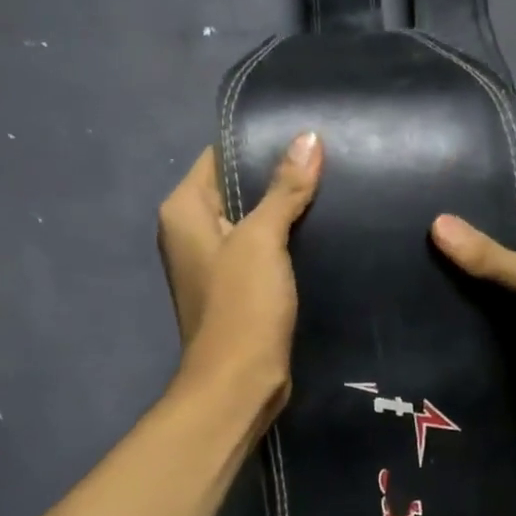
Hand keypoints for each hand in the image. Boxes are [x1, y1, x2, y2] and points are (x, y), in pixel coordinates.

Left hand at [157, 132, 321, 416]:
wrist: (239, 382)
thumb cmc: (242, 305)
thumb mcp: (263, 239)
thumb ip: (284, 188)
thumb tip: (308, 137)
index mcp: (184, 210)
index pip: (220, 156)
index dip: (259, 143)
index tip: (304, 133)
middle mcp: (191, 230)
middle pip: (237, 187)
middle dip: (278, 175)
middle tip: (327, 158)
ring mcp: (214, 260)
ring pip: (253, 218)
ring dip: (285, 207)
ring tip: (331, 185)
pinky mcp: (236, 285)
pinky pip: (261, 247)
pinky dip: (286, 237)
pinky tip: (321, 226)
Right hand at [432, 167, 515, 452]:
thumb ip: (488, 253)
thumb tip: (437, 224)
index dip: (494, 175)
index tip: (445, 174)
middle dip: (478, 215)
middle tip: (425, 208)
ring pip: (511, 251)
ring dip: (478, 251)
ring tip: (425, 237)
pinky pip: (509, 282)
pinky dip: (484, 281)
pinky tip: (444, 275)